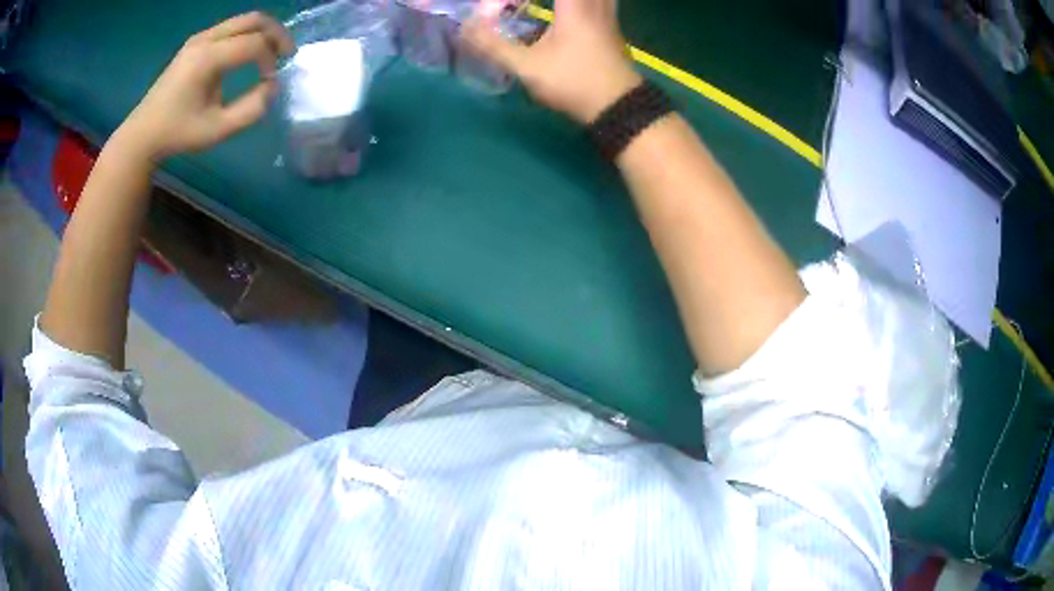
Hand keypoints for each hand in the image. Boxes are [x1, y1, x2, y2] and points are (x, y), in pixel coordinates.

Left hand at [118, 12, 293, 159]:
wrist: (143, 133)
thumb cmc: (178, 133)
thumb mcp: (217, 130)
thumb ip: (251, 110)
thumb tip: (271, 87)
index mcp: (207, 59)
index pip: (254, 44)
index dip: (271, 60)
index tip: (270, 83)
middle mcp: (205, 39)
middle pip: (254, 20)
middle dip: (276, 35)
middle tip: (286, 55)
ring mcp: (200, 38)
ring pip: (244, 20)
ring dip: (264, 34)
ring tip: (272, 55)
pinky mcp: (197, 42)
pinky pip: (232, 28)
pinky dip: (249, 36)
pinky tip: (250, 55)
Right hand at [463, 0, 640, 123]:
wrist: (618, 107)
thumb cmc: (573, 83)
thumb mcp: (527, 67)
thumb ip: (493, 45)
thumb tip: (464, 27)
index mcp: (574, 6)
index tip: (510, 1)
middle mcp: (594, 5)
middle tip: (523, 4)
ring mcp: (608, 16)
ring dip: (574, 1)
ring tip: (556, 8)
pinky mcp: (613, 29)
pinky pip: (603, 2)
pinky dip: (587, 2)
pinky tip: (575, 9)